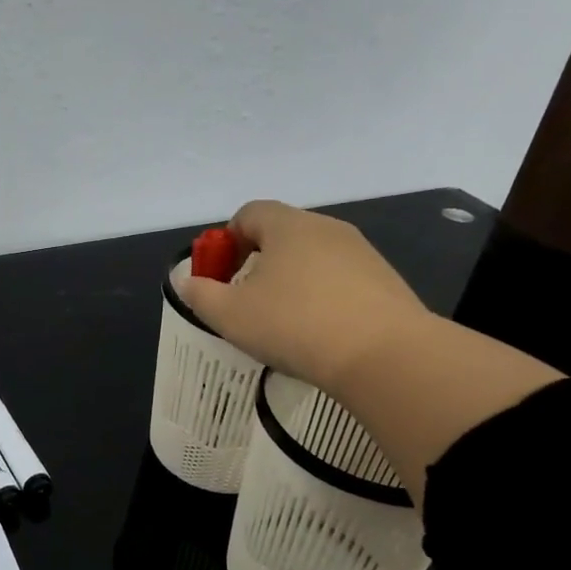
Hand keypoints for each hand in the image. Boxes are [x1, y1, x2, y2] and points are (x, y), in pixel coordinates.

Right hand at [176, 200, 432, 392]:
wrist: (384, 355)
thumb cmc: (294, 325)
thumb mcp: (229, 314)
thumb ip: (200, 294)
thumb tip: (186, 280)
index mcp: (287, 226)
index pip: (248, 214)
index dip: (226, 241)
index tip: (219, 277)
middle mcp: (326, 228)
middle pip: (281, 235)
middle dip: (257, 264)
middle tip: (246, 303)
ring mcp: (361, 253)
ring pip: (312, 259)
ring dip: (291, 283)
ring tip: (283, 324)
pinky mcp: (385, 281)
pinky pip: (340, 281)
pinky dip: (322, 299)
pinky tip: (319, 335)